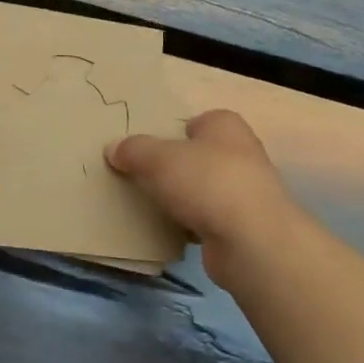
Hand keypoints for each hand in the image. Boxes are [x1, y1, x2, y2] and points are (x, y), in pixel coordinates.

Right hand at [106, 110, 304, 286]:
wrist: (251, 241)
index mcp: (225, 125)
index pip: (197, 121)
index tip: (148, 147)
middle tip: (142, 175)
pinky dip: (191, 224)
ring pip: (204, 189)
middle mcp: (241, 153)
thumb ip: (133, 150)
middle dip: (176, 166)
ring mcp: (246, 192)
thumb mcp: (157, 158)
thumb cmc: (206, 182)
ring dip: (183, 197)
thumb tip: (113, 148)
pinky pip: (208, 219)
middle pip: (199, 155)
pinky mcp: (243, 226)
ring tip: (149, 204)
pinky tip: (170, 231)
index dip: (173, 131)